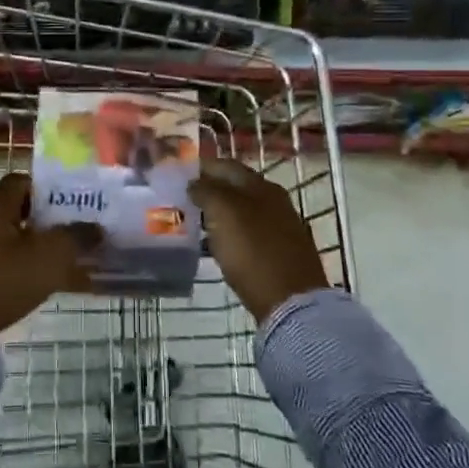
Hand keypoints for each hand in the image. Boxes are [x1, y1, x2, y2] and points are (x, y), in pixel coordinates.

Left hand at [0, 173, 101, 333]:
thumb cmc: (7, 277)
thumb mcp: (52, 255)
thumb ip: (77, 237)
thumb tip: (96, 229)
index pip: (20, 181)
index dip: (45, 189)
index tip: (67, 204)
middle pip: (13, 211)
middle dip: (42, 221)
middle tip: (68, 234)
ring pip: (6, 239)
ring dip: (30, 247)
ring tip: (58, 264)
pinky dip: (16, 268)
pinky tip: (37, 286)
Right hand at [188, 157, 327, 323]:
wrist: (291, 301)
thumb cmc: (253, 252)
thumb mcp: (224, 214)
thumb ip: (207, 191)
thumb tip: (195, 182)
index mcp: (261, 186)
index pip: (226, 165)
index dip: (201, 167)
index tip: (177, 175)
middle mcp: (274, 200)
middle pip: (235, 186)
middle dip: (209, 190)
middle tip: (182, 199)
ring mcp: (281, 226)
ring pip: (242, 210)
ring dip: (219, 212)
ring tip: (194, 222)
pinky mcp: (281, 250)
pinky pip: (249, 232)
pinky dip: (230, 232)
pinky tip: (217, 244)